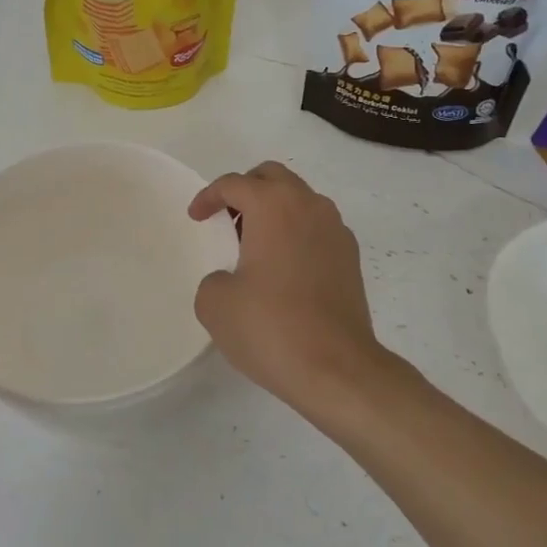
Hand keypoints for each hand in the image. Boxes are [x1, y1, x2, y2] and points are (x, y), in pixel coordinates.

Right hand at [188, 162, 393, 412]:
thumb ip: (214, 279)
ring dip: (274, 210)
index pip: (234, 183)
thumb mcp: (215, 304)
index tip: (196, 218)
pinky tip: (283, 268)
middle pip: (273, 177)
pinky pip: (317, 227)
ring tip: (253, 245)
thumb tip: (232, 280)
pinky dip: (296, 232)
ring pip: (299, 199)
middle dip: (245, 189)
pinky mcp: (350, 257)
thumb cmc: (271, 328)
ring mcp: (336, 230)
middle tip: (226, 218)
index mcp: (273, 206)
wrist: (337, 369)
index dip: (208, 197)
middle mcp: (309, 206)